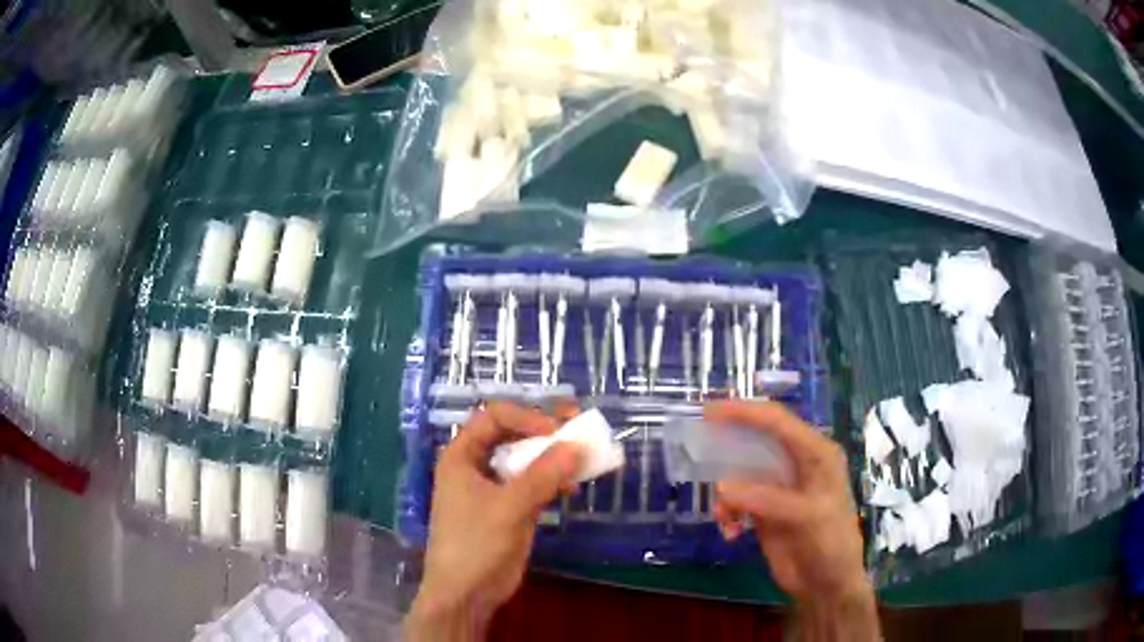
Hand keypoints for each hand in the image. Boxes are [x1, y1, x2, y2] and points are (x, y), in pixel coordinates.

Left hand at [407, 402, 581, 639]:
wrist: (465, 593)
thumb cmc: (475, 544)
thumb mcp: (509, 507)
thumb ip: (542, 476)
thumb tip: (576, 446)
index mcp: (461, 456)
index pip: (493, 417)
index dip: (525, 417)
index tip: (556, 431)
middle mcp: (474, 467)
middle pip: (510, 436)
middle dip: (543, 433)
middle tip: (577, 430)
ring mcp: (492, 490)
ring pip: (524, 461)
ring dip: (551, 458)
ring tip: (582, 459)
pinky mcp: (508, 510)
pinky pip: (532, 485)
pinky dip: (551, 481)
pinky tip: (572, 488)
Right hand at [709, 401, 869, 602]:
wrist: (827, 584)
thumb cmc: (831, 544)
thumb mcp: (807, 518)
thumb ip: (768, 499)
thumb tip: (722, 486)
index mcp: (816, 453)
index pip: (778, 421)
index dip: (745, 412)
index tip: (709, 412)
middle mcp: (798, 463)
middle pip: (757, 441)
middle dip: (728, 446)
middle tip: (697, 445)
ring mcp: (780, 487)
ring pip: (742, 473)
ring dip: (725, 491)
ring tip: (720, 514)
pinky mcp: (765, 510)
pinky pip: (737, 501)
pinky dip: (727, 513)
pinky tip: (729, 532)